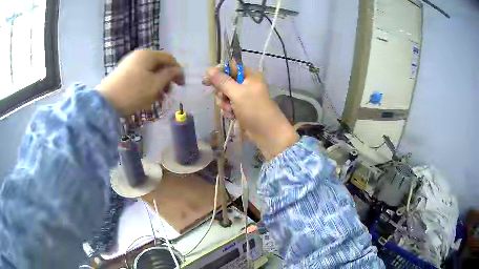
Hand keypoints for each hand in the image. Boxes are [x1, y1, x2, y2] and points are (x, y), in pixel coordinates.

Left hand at [96, 50, 184, 115]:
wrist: (105, 103)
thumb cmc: (133, 92)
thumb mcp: (155, 84)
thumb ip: (169, 75)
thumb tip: (177, 70)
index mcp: (148, 54)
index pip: (169, 58)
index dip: (178, 71)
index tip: (181, 85)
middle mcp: (139, 55)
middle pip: (158, 64)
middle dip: (166, 78)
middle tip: (167, 93)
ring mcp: (129, 63)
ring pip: (149, 71)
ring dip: (156, 83)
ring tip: (156, 97)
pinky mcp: (122, 73)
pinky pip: (140, 75)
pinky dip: (146, 84)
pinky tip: (145, 95)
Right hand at [203, 66, 297, 160]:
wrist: (267, 133)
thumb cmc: (254, 109)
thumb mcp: (237, 93)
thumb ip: (222, 81)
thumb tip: (208, 70)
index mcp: (249, 76)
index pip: (230, 67)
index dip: (218, 72)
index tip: (207, 80)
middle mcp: (246, 84)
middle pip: (225, 82)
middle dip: (222, 92)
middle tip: (224, 99)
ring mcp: (244, 97)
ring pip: (225, 95)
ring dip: (224, 103)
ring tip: (230, 111)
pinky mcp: (241, 108)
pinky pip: (228, 105)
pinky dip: (228, 110)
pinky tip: (233, 117)